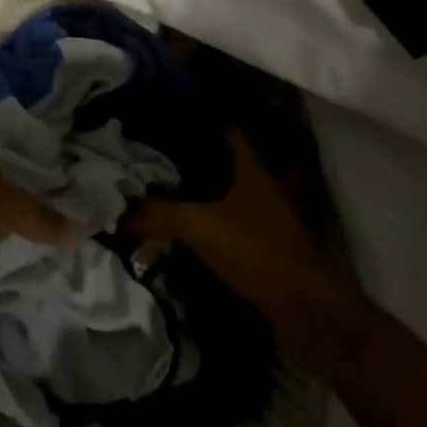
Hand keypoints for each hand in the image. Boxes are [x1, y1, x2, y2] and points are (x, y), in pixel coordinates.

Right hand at [125, 128, 351, 299]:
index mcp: (254, 168)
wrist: (310, 314)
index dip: (201, 117)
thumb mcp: (199, 227)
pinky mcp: (273, 250)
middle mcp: (268, 186)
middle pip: (231, 160)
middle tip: (161, 153)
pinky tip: (194, 231)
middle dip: (200, 155)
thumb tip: (116, 211)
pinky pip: (240, 226)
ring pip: (236, 194)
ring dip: (211, 192)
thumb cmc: (258, 252)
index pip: (227, 128)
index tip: (170, 112)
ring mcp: (274, 219)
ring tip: (173, 190)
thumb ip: (156, 214)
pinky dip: (219, 225)